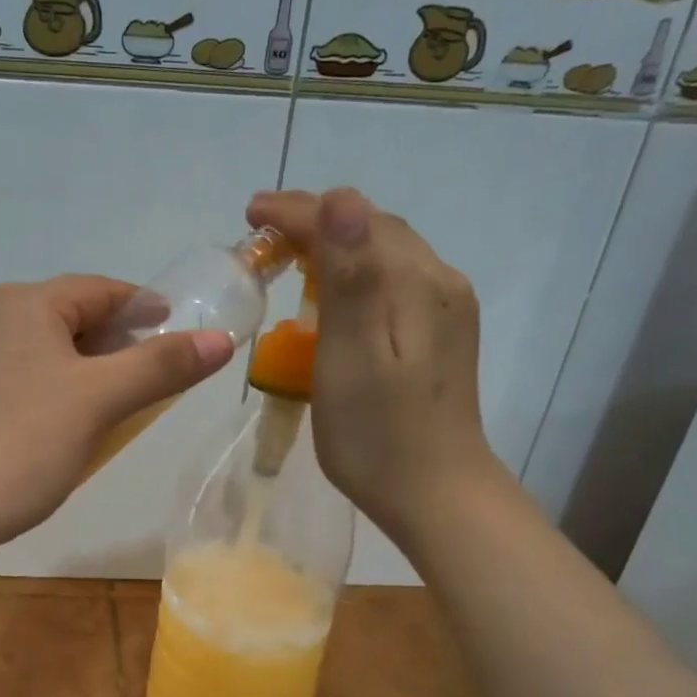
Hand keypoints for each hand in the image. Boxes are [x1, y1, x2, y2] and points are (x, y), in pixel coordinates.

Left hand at [0, 275, 233, 560]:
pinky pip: (11, 380)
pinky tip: (52, 428)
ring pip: (37, 352)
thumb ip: (161, 367)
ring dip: (77, 369)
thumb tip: (220, 340)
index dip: (141, 306)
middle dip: (110, 342)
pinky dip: (44, 391)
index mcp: (21, 304)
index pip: (97, 290)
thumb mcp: (99, 402)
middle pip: (64, 318)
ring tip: (106, 404)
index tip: (173, 326)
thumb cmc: (21, 445)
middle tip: (147, 372)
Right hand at [246, 188, 495, 547]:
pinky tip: (333, 296)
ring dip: (335, 246)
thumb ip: (350, 279)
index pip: (353, 221)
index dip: (298, 212)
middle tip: (262, 234)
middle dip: (316, 221)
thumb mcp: (352, 357)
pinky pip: (393, 283)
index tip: (250, 213)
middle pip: (373, 230)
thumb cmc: (379, 436)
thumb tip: (341, 200)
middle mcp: (440, 283)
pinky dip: (355, 274)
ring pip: (384, 254)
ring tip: (289, 255)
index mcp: (417, 284)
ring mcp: (446, 310)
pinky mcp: (440, 336)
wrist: (437, 496)